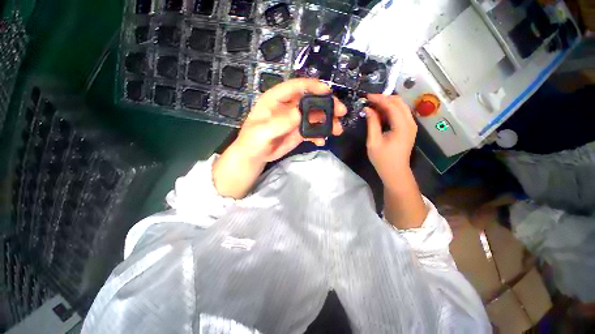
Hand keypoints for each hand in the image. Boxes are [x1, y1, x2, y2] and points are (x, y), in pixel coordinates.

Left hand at [233, 78, 346, 163]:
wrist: (255, 155)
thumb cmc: (253, 141)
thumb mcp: (262, 132)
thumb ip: (279, 122)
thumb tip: (299, 113)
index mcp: (276, 99)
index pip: (296, 87)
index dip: (312, 86)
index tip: (328, 91)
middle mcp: (288, 107)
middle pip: (311, 101)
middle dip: (327, 105)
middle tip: (340, 112)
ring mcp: (295, 120)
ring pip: (315, 116)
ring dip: (327, 121)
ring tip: (337, 130)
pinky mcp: (298, 132)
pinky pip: (312, 130)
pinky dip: (319, 134)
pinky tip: (322, 141)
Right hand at [365, 94, 416, 188]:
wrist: (395, 171)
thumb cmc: (382, 159)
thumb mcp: (373, 141)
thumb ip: (372, 123)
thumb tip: (367, 109)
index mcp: (402, 126)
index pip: (392, 105)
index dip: (379, 99)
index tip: (366, 97)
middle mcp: (410, 122)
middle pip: (399, 102)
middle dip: (384, 98)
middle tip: (369, 101)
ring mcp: (411, 125)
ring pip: (401, 106)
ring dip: (387, 103)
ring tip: (373, 106)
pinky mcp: (409, 128)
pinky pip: (400, 113)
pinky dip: (390, 110)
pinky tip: (380, 113)